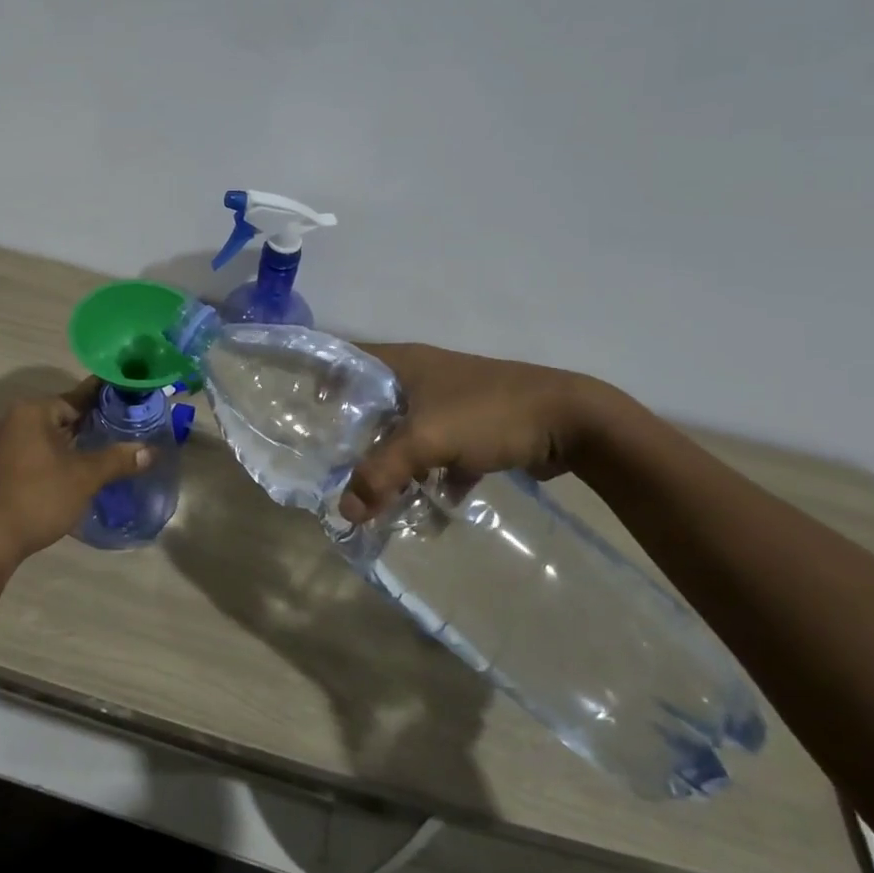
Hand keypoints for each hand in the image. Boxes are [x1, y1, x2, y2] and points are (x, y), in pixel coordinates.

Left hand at [0, 378, 151, 563]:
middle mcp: (15, 419)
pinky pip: (39, 449)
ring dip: (77, 441)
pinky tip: (82, 466)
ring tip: (112, 447)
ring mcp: (5, 443)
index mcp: (33, 411)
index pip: (78, 396)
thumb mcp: (84, 477)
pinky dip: (60, 454)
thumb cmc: (39, 497)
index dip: (106, 399)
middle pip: (64, 414)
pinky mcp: (3, 465)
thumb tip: (151, 451)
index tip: (131, 399)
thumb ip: (117, 459)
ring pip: (51, 433)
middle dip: (94, 422)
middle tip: (128, 427)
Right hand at [339, 344, 612, 522]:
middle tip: (331, 465)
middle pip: (373, 404)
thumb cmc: (489, 414)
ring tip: (374, 493)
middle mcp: (422, 377)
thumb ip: (381, 473)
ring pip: (406, 432)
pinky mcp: (475, 428)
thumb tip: (344, 512)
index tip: (301, 412)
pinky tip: (432, 502)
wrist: (573, 422)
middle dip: (354, 436)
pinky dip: (433, 475)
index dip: (322, 380)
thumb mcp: (427, 440)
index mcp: (403, 363)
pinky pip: (440, 452)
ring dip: (394, 461)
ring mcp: (450, 403)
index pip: (347, 360)